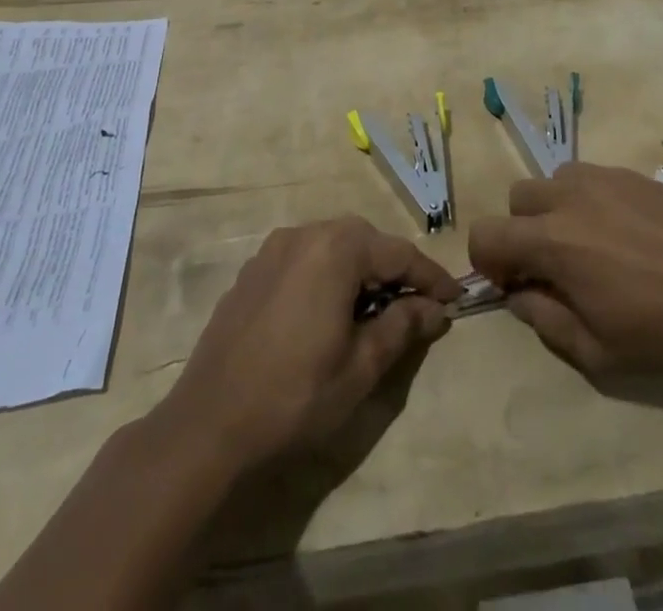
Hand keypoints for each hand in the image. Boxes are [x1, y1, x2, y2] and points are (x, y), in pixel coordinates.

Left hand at [163, 216, 458, 468]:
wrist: (207, 427)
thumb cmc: (295, 396)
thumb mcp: (361, 367)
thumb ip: (402, 327)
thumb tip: (435, 308)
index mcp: (336, 249)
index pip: (399, 253)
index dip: (431, 276)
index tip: (455, 299)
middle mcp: (305, 234)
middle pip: (365, 240)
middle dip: (394, 270)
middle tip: (417, 305)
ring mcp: (273, 249)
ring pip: (333, 246)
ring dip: (360, 271)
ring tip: (375, 310)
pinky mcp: (252, 271)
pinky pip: (304, 259)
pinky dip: (327, 275)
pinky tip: (329, 312)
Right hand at [468, 162, 662, 377]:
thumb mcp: (598, 351)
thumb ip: (545, 321)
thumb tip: (519, 296)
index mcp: (552, 241)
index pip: (486, 234)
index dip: (488, 262)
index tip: (516, 285)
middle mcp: (568, 197)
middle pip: (516, 199)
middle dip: (521, 231)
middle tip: (554, 266)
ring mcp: (602, 178)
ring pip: (553, 181)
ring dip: (554, 210)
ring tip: (590, 244)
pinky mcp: (631, 173)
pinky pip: (589, 176)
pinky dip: (588, 199)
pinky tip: (623, 232)